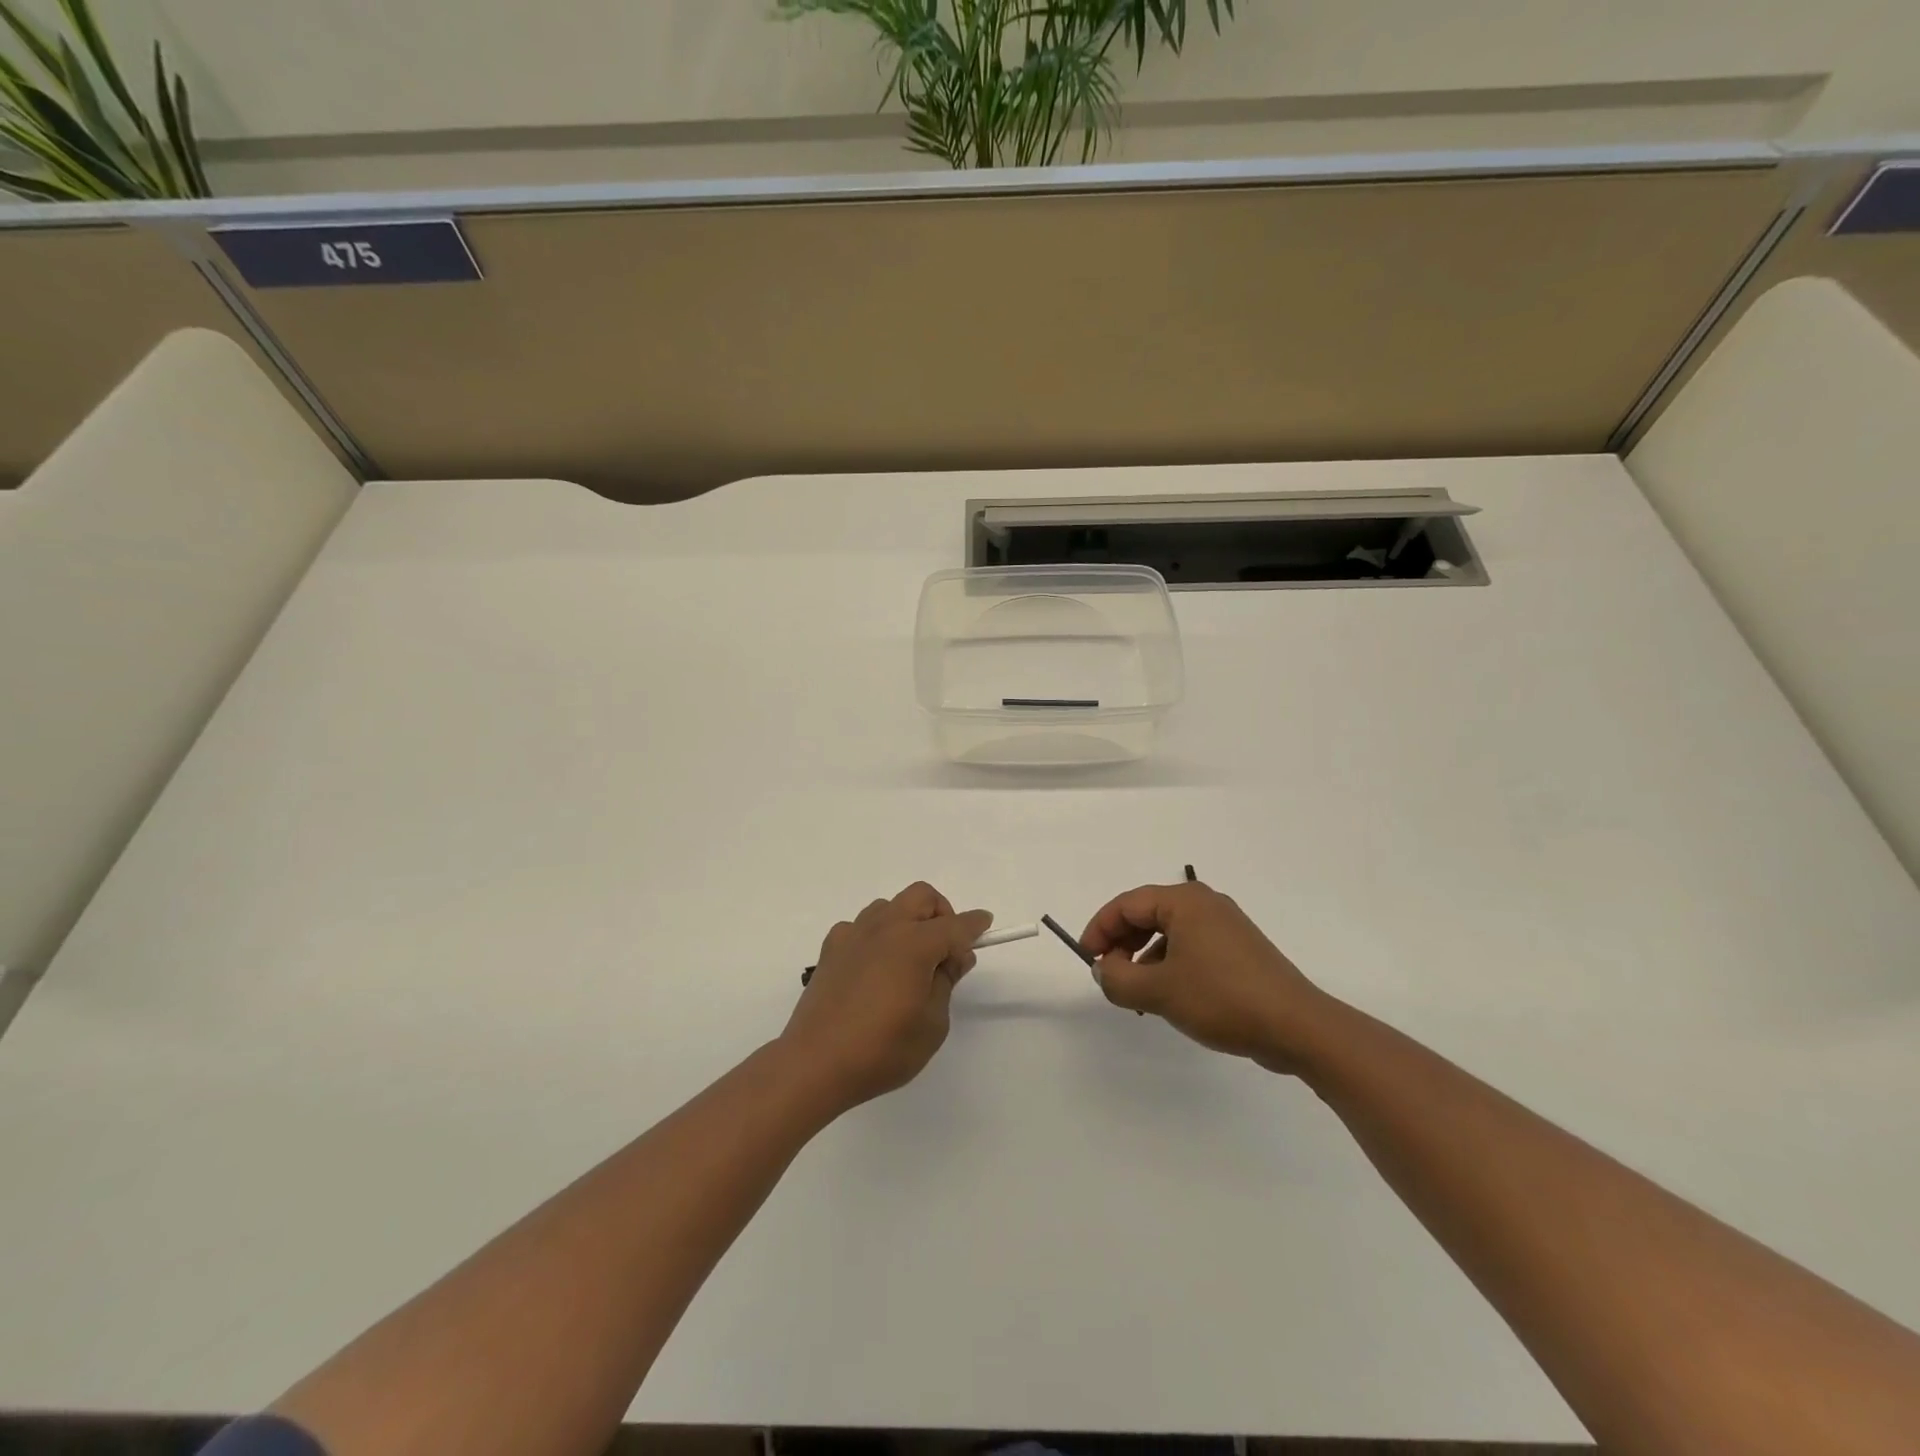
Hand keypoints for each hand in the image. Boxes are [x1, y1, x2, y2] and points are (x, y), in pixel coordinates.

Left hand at [780, 883, 991, 1112]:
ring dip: (907, 921)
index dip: (975, 925)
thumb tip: (955, 956)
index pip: (955, 925)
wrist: (815, 1064)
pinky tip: (874, 967)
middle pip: (921, 896)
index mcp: (914, 944)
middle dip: (941, 913)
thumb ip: (946, 982)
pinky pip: (861, 926)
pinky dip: (876, 936)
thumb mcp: (932, 1024)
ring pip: (890, 907)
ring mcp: (854, 934)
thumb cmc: (882, 1049)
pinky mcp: (831, 948)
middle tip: (947, 948)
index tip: (985, 926)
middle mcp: (884, 928)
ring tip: (909, 960)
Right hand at [1081, 881, 1332, 1073]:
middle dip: (1122, 944)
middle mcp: (1205, 904)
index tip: (1087, 960)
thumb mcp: (1158, 992)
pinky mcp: (1239, 951)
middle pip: (1147, 915)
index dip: (1100, 930)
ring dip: (1144, 959)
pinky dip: (1170, 966)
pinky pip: (1191, 948)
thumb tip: (1104, 970)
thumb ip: (1118, 979)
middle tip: (1109, 975)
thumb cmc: (1222, 998)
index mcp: (1184, 901)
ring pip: (1168, 934)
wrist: (1297, 1027)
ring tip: (1137, 994)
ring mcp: (1225, 927)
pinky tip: (1169, 998)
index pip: (1127, 904)